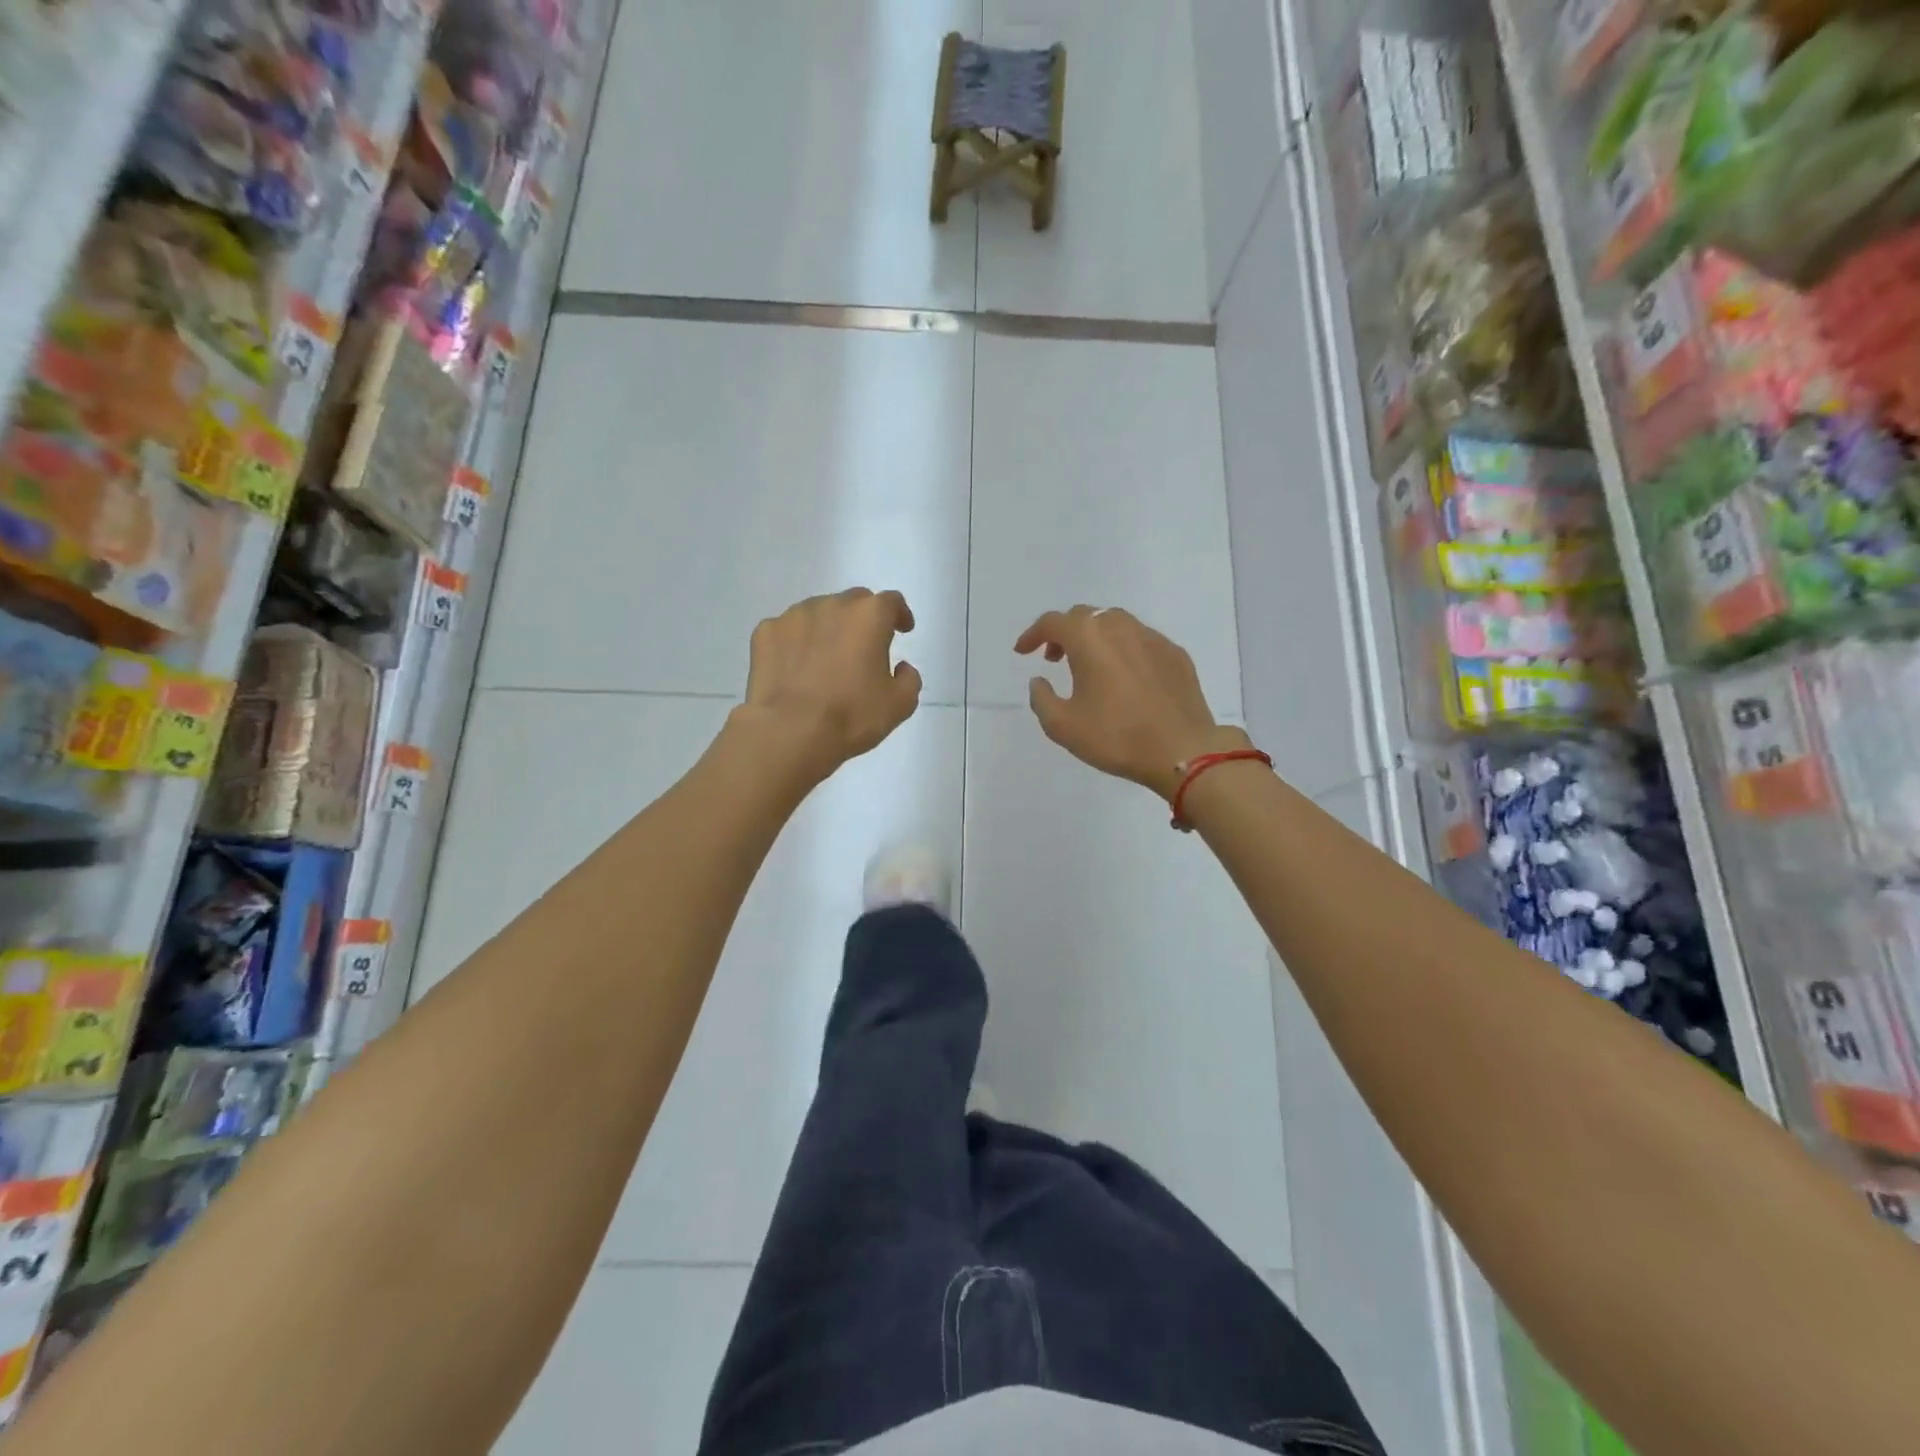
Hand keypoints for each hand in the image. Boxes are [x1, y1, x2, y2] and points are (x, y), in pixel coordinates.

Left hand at [737, 588, 921, 783]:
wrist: (789, 732)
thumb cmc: (851, 716)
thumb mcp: (899, 705)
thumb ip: (909, 679)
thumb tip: (901, 667)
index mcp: (869, 616)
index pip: (891, 602)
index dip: (899, 615)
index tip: (902, 630)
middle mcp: (831, 604)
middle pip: (854, 602)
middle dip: (863, 620)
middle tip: (864, 648)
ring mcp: (794, 616)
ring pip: (818, 613)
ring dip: (828, 629)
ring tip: (826, 660)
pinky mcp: (765, 632)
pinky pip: (788, 631)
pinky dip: (796, 643)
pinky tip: (796, 669)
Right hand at [1015, 606, 1248, 799]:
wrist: (1183, 750)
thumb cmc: (1116, 737)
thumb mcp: (1062, 726)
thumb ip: (1042, 699)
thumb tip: (1039, 681)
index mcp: (1089, 637)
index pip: (1053, 623)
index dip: (1033, 635)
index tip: (1023, 652)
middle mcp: (1120, 627)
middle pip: (1084, 617)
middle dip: (1064, 633)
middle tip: (1054, 659)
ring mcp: (1152, 638)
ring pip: (1115, 624)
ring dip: (1094, 638)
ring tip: (1089, 667)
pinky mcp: (1175, 654)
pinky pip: (1140, 641)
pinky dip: (1122, 650)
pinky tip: (1124, 678)